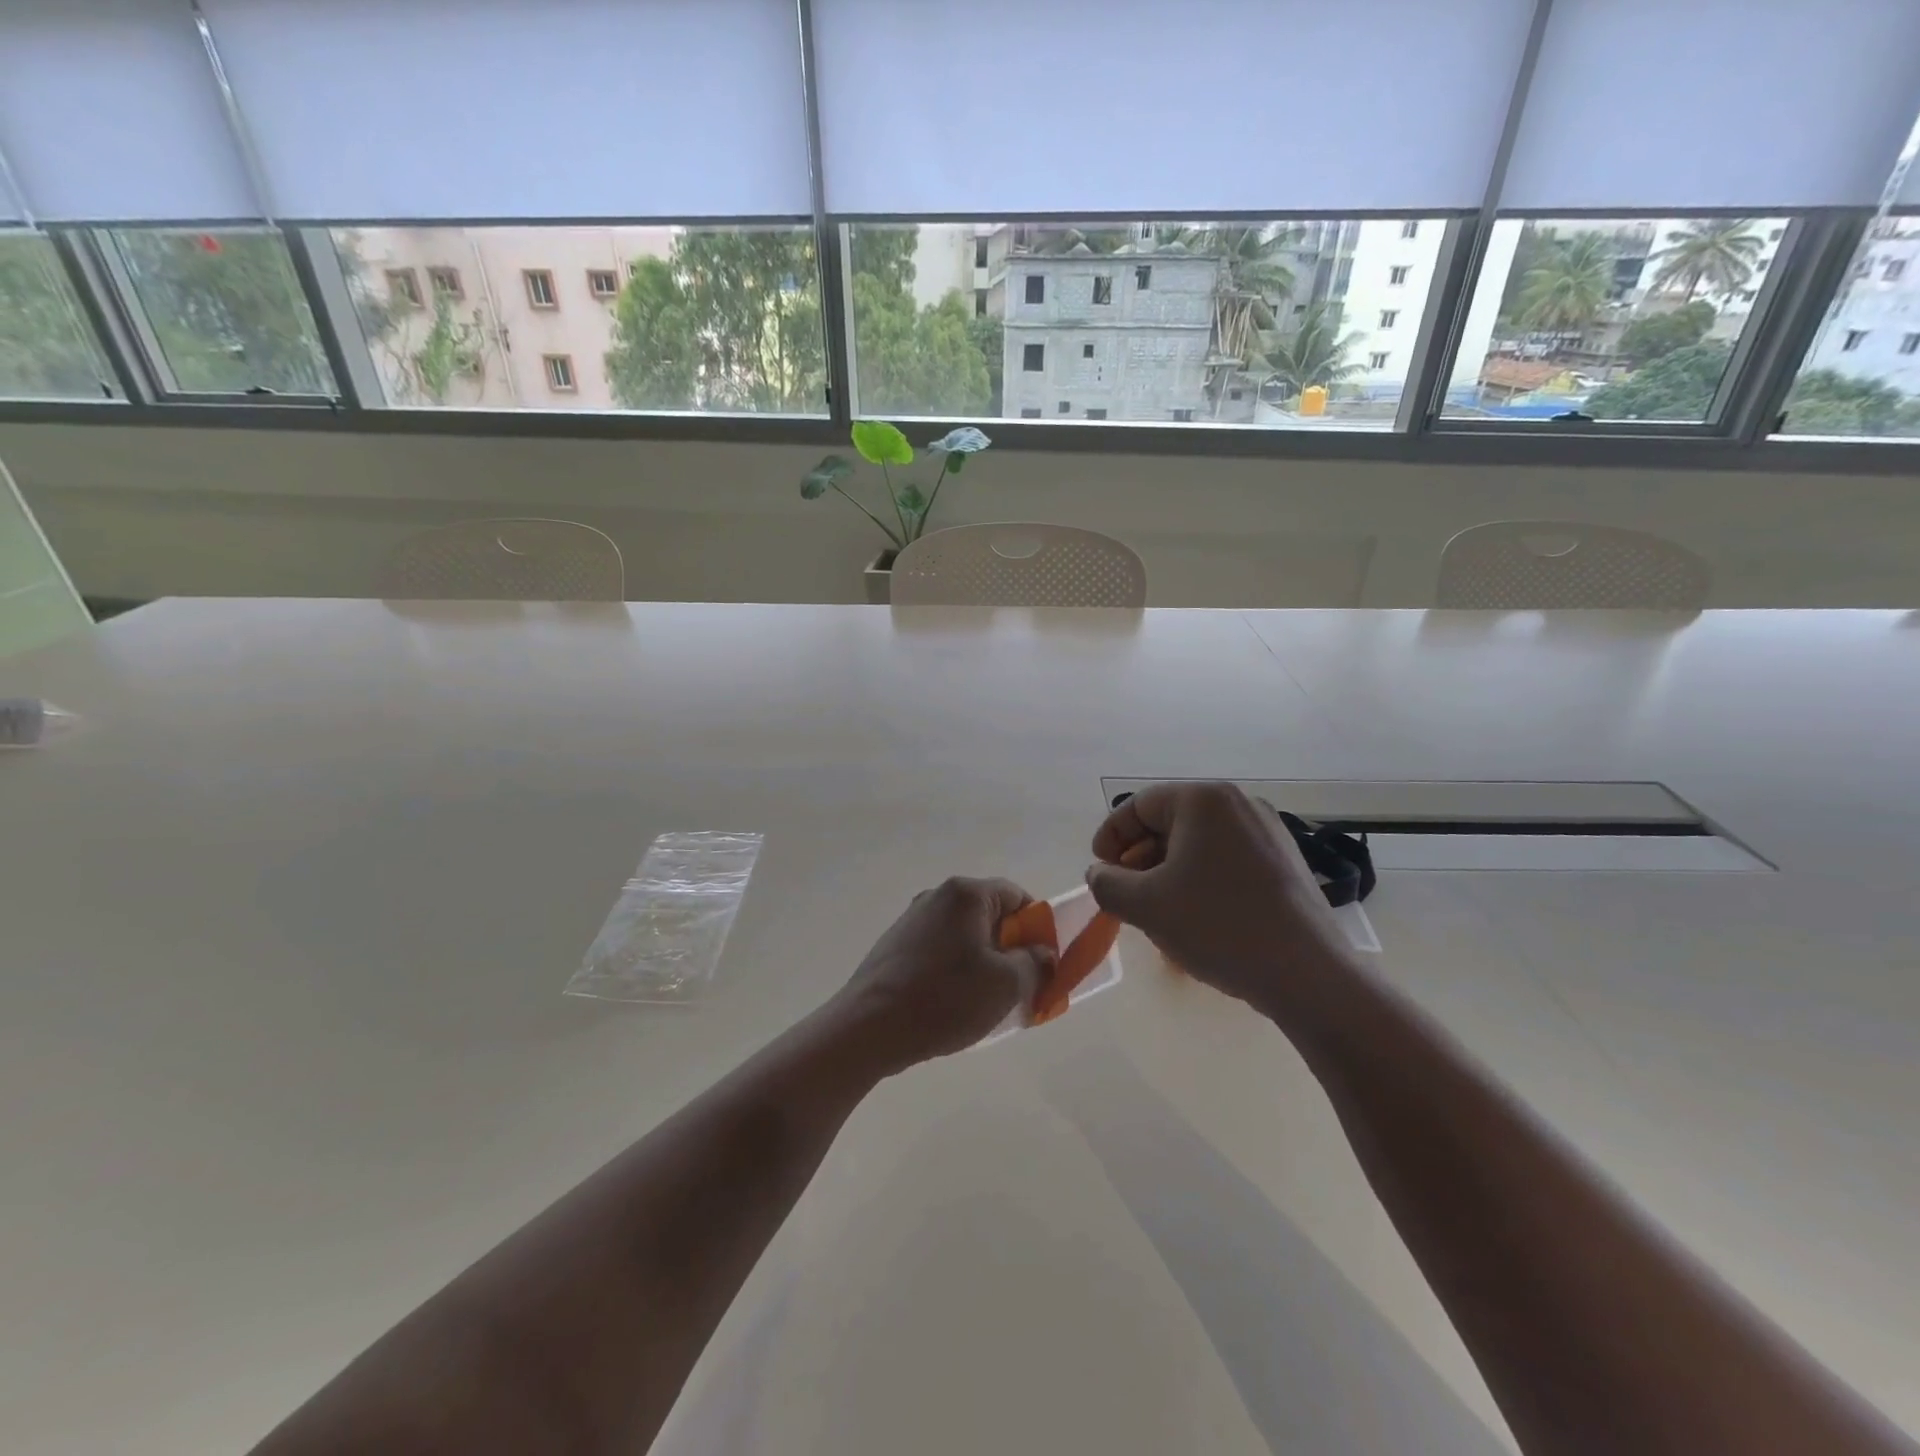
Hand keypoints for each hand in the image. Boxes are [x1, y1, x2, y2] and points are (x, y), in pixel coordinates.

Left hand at [829, 877, 1055, 1072]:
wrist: (869, 1026)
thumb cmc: (945, 998)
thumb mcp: (1005, 984)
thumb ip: (1034, 963)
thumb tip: (1042, 953)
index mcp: (966, 894)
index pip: (1017, 896)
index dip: (1037, 927)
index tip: (1041, 963)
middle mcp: (937, 896)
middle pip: (990, 914)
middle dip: (1011, 948)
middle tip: (1020, 987)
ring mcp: (912, 919)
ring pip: (965, 935)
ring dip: (984, 962)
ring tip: (986, 1002)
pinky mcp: (895, 944)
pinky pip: (940, 949)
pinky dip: (956, 969)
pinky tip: (952, 1004)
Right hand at [1086, 782, 1356, 1021]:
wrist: (1306, 973)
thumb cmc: (1216, 925)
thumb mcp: (1145, 905)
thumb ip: (1107, 883)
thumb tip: (1100, 874)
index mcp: (1203, 800)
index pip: (1138, 805)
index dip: (1110, 836)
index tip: (1100, 871)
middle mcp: (1238, 804)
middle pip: (1169, 822)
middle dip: (1139, 858)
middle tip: (1126, 895)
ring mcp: (1268, 831)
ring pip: (1198, 843)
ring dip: (1167, 871)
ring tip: (1158, 912)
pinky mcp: (1285, 861)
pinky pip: (1226, 859)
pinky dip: (1200, 879)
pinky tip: (1197, 917)